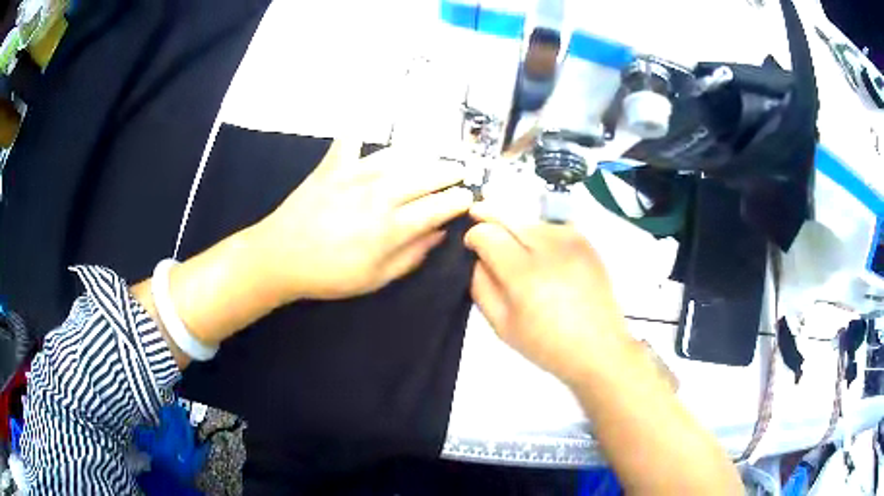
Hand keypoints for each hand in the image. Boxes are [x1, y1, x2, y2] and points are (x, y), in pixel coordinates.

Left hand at [251, 139, 473, 301]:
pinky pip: (350, 140)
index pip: (438, 207)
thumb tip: (439, 233)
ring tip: (429, 158)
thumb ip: (411, 256)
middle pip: (425, 176)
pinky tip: (367, 122)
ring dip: (420, 156)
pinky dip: (360, 129)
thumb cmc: (329, 275)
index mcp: (392, 227)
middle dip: (449, 172)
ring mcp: (354, 175)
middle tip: (459, 171)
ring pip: (398, 156)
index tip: (468, 197)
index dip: (458, 200)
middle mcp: (379, 195)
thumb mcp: (376, 279)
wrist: (279, 258)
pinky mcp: (332, 166)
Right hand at [464, 203, 631, 383]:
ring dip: (516, 231)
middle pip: (507, 217)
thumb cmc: (546, 344)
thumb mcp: (501, 325)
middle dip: (491, 223)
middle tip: (485, 235)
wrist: (598, 347)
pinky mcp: (585, 239)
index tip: (472, 247)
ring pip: (528, 220)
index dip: (473, 237)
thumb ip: (480, 285)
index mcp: (524, 273)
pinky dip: (540, 236)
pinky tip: (545, 258)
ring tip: (520, 256)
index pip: (486, 232)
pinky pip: (551, 226)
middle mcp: (548, 246)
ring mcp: (571, 238)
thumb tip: (475, 256)